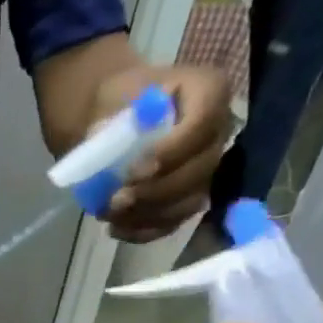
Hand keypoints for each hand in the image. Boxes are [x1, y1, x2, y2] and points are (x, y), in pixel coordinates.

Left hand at [95, 65, 233, 242]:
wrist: (117, 118)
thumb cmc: (121, 100)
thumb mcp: (115, 95)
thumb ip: (116, 120)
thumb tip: (105, 147)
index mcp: (209, 91)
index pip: (203, 123)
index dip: (171, 152)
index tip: (133, 171)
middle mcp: (217, 132)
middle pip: (199, 170)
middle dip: (155, 191)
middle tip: (116, 200)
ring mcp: (206, 170)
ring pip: (187, 203)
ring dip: (146, 215)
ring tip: (108, 214)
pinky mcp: (188, 199)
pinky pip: (172, 223)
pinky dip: (142, 231)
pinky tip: (116, 228)